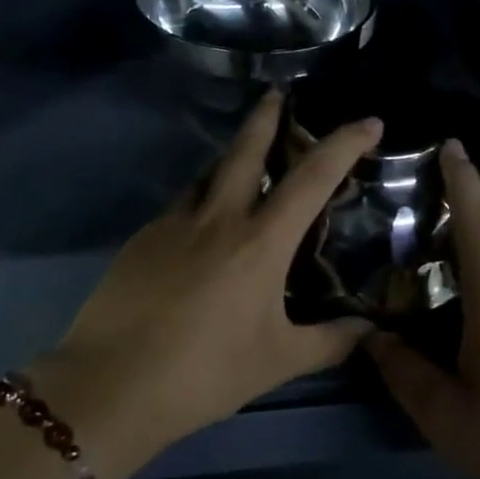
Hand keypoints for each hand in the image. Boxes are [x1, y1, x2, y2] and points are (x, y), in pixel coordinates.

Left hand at [28, 92, 382, 470]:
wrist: (111, 384)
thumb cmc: (205, 373)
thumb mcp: (278, 361)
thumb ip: (329, 341)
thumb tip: (368, 329)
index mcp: (260, 241)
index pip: (312, 177)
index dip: (344, 144)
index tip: (368, 122)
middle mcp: (217, 218)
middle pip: (245, 150)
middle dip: (266, 116)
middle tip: (279, 93)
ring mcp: (173, 224)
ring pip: (207, 173)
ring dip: (229, 157)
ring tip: (242, 159)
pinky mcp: (140, 239)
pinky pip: (180, 206)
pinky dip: (200, 202)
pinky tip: (200, 228)